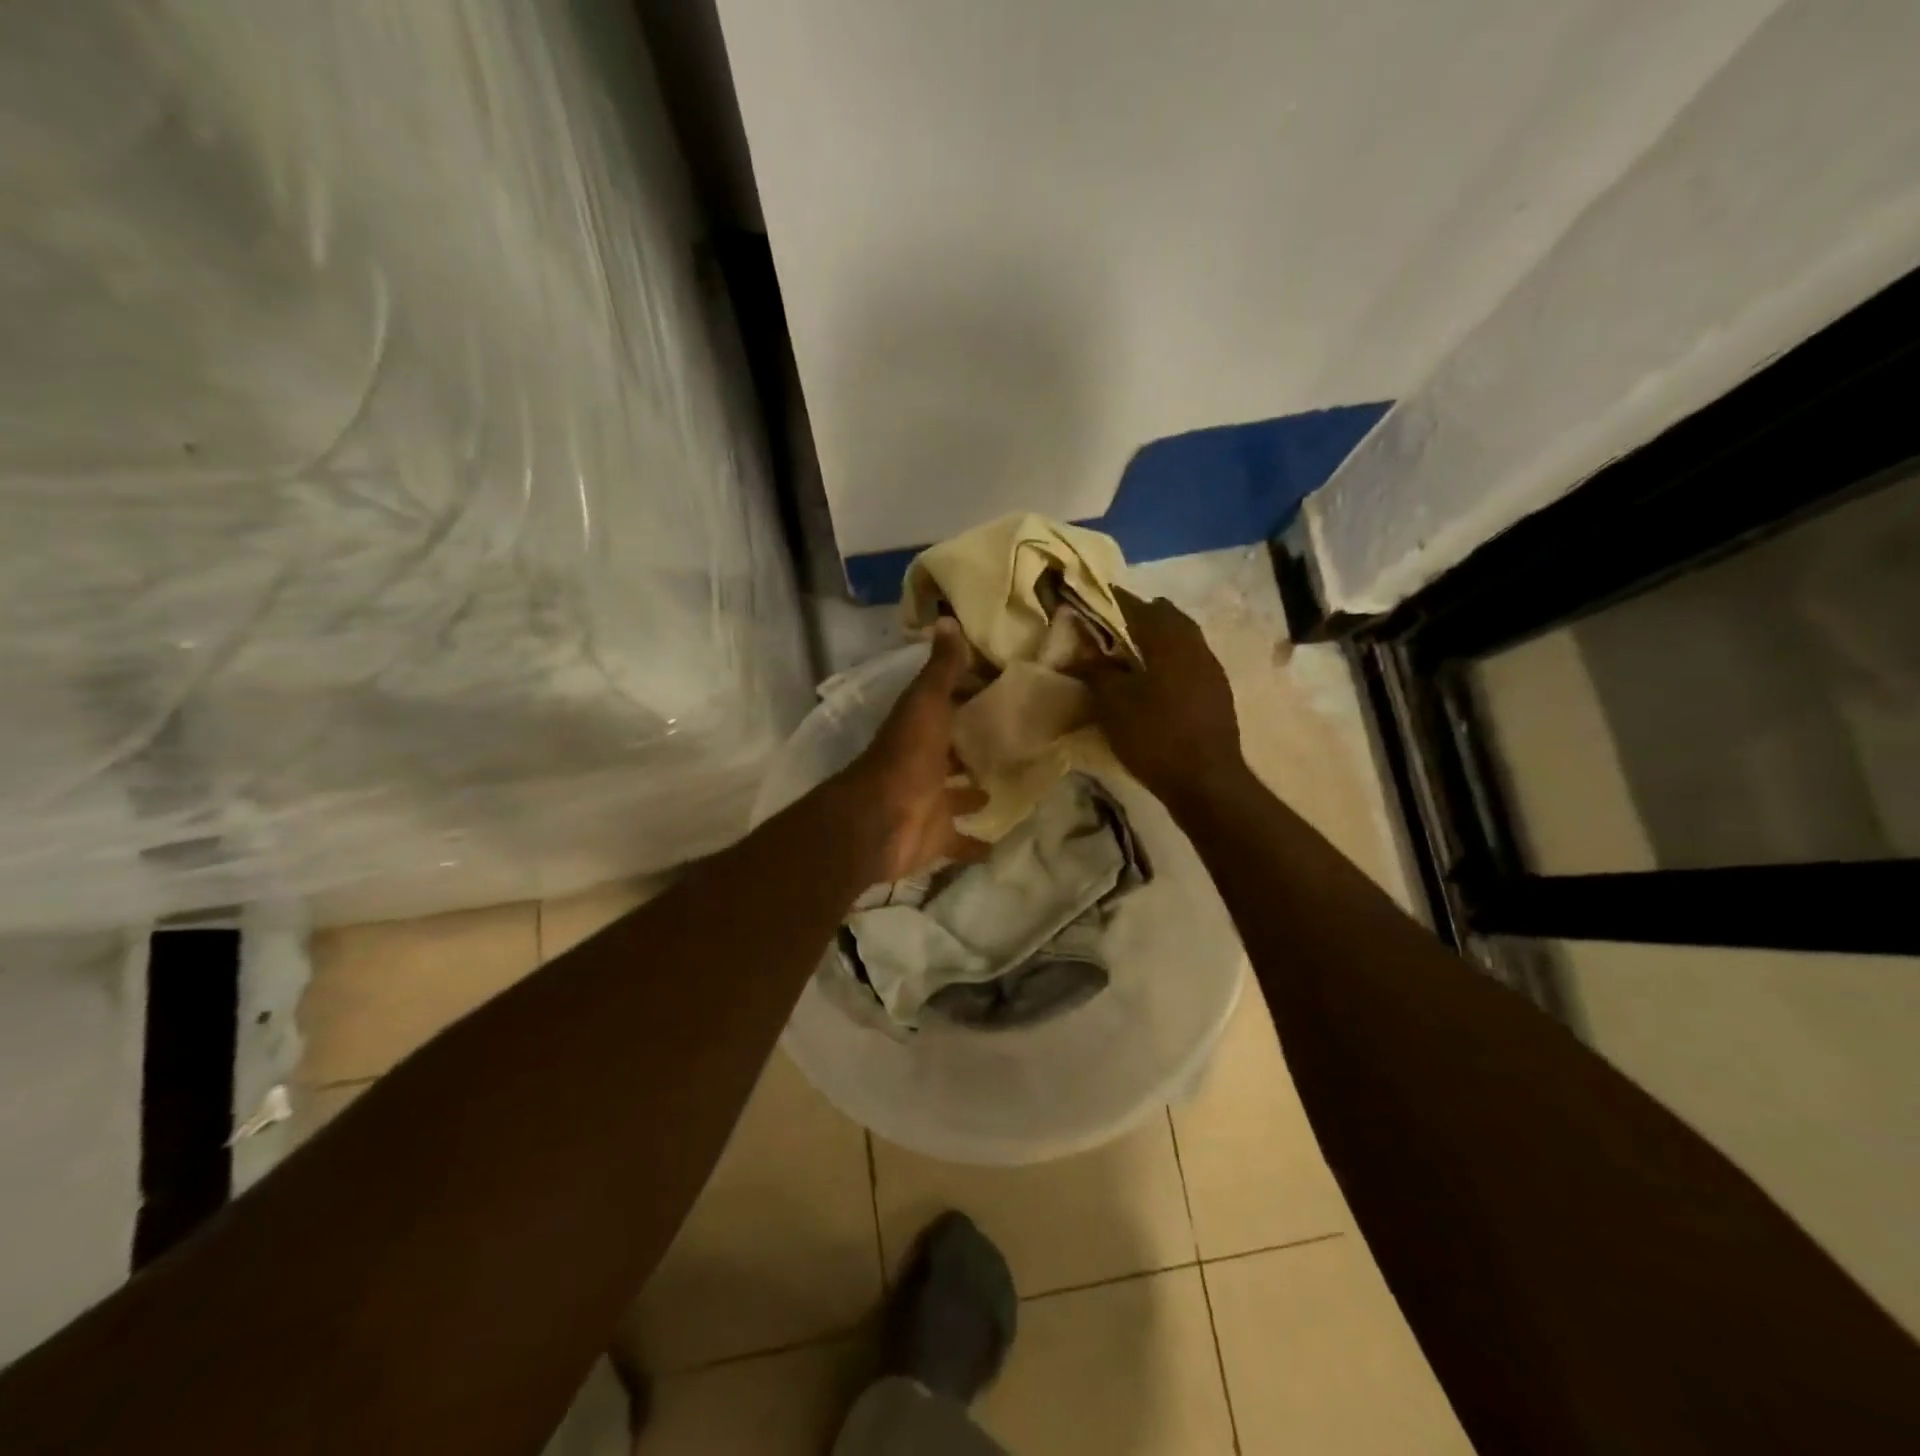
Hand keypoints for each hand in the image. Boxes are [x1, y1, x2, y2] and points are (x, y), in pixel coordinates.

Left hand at [839, 621, 989, 882]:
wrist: (880, 821)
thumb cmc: (907, 758)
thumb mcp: (926, 704)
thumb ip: (940, 669)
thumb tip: (947, 618)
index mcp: (921, 730)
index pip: (947, 706)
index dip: (970, 696)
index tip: (1004, 689)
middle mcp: (925, 764)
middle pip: (953, 753)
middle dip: (975, 748)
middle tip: (1017, 741)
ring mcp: (930, 802)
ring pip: (959, 796)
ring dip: (976, 793)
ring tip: (1013, 785)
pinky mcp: (937, 837)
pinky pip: (962, 841)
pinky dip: (978, 844)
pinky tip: (1002, 842)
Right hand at [1083, 589, 1246, 808]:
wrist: (1205, 781)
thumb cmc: (1154, 736)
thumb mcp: (1113, 703)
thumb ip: (1095, 670)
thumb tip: (1076, 650)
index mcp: (1169, 639)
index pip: (1135, 605)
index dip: (1110, 602)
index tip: (1088, 607)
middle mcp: (1195, 645)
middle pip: (1165, 616)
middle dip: (1137, 618)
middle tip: (1109, 634)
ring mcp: (1211, 669)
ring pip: (1181, 639)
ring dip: (1156, 641)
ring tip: (1128, 659)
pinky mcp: (1217, 692)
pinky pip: (1189, 662)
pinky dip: (1169, 662)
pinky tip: (1153, 684)